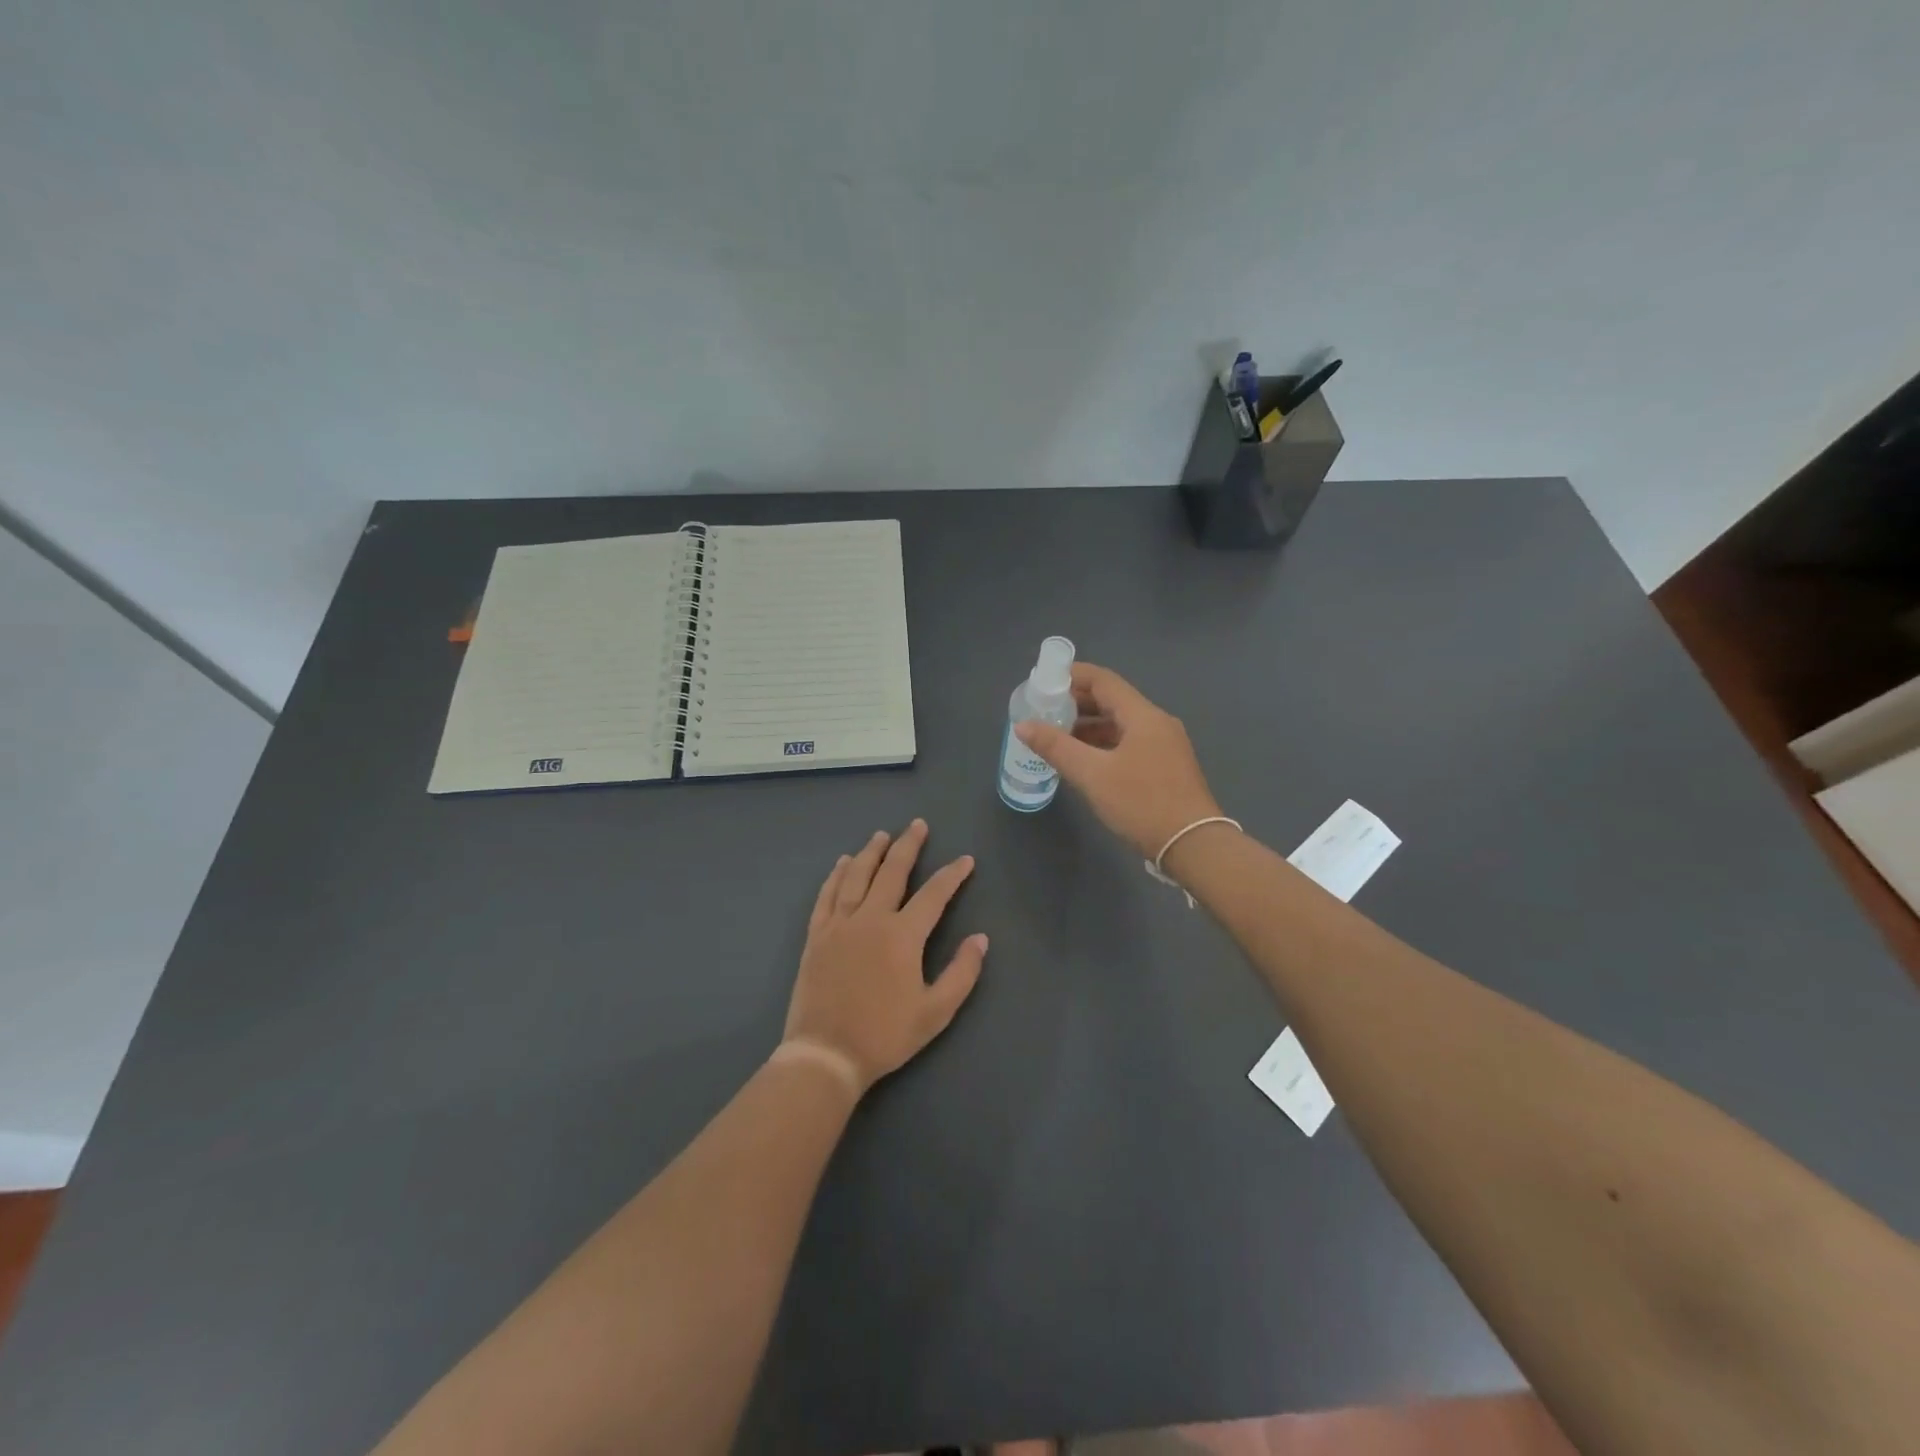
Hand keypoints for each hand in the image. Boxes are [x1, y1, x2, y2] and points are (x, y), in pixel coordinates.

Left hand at [782, 819, 987, 1096]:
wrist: (826, 1054)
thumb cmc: (885, 1035)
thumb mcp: (935, 1012)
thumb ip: (961, 973)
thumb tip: (980, 938)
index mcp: (903, 935)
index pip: (934, 894)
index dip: (952, 875)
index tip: (965, 860)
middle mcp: (871, 919)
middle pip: (892, 872)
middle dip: (908, 846)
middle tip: (917, 825)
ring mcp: (840, 925)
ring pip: (857, 876)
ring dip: (871, 852)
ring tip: (881, 835)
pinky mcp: (816, 936)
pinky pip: (827, 896)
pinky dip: (836, 876)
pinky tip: (842, 863)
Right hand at [1015, 662, 1223, 858]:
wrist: (1193, 845)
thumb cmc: (1142, 803)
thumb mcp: (1093, 775)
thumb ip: (1056, 747)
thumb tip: (1023, 725)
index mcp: (1143, 715)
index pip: (1103, 680)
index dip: (1072, 676)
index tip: (1043, 682)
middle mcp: (1157, 723)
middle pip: (1112, 700)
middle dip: (1077, 703)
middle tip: (1044, 711)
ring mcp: (1165, 745)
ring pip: (1120, 724)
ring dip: (1089, 726)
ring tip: (1056, 737)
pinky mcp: (1166, 767)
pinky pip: (1129, 743)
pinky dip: (1103, 744)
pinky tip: (1084, 760)